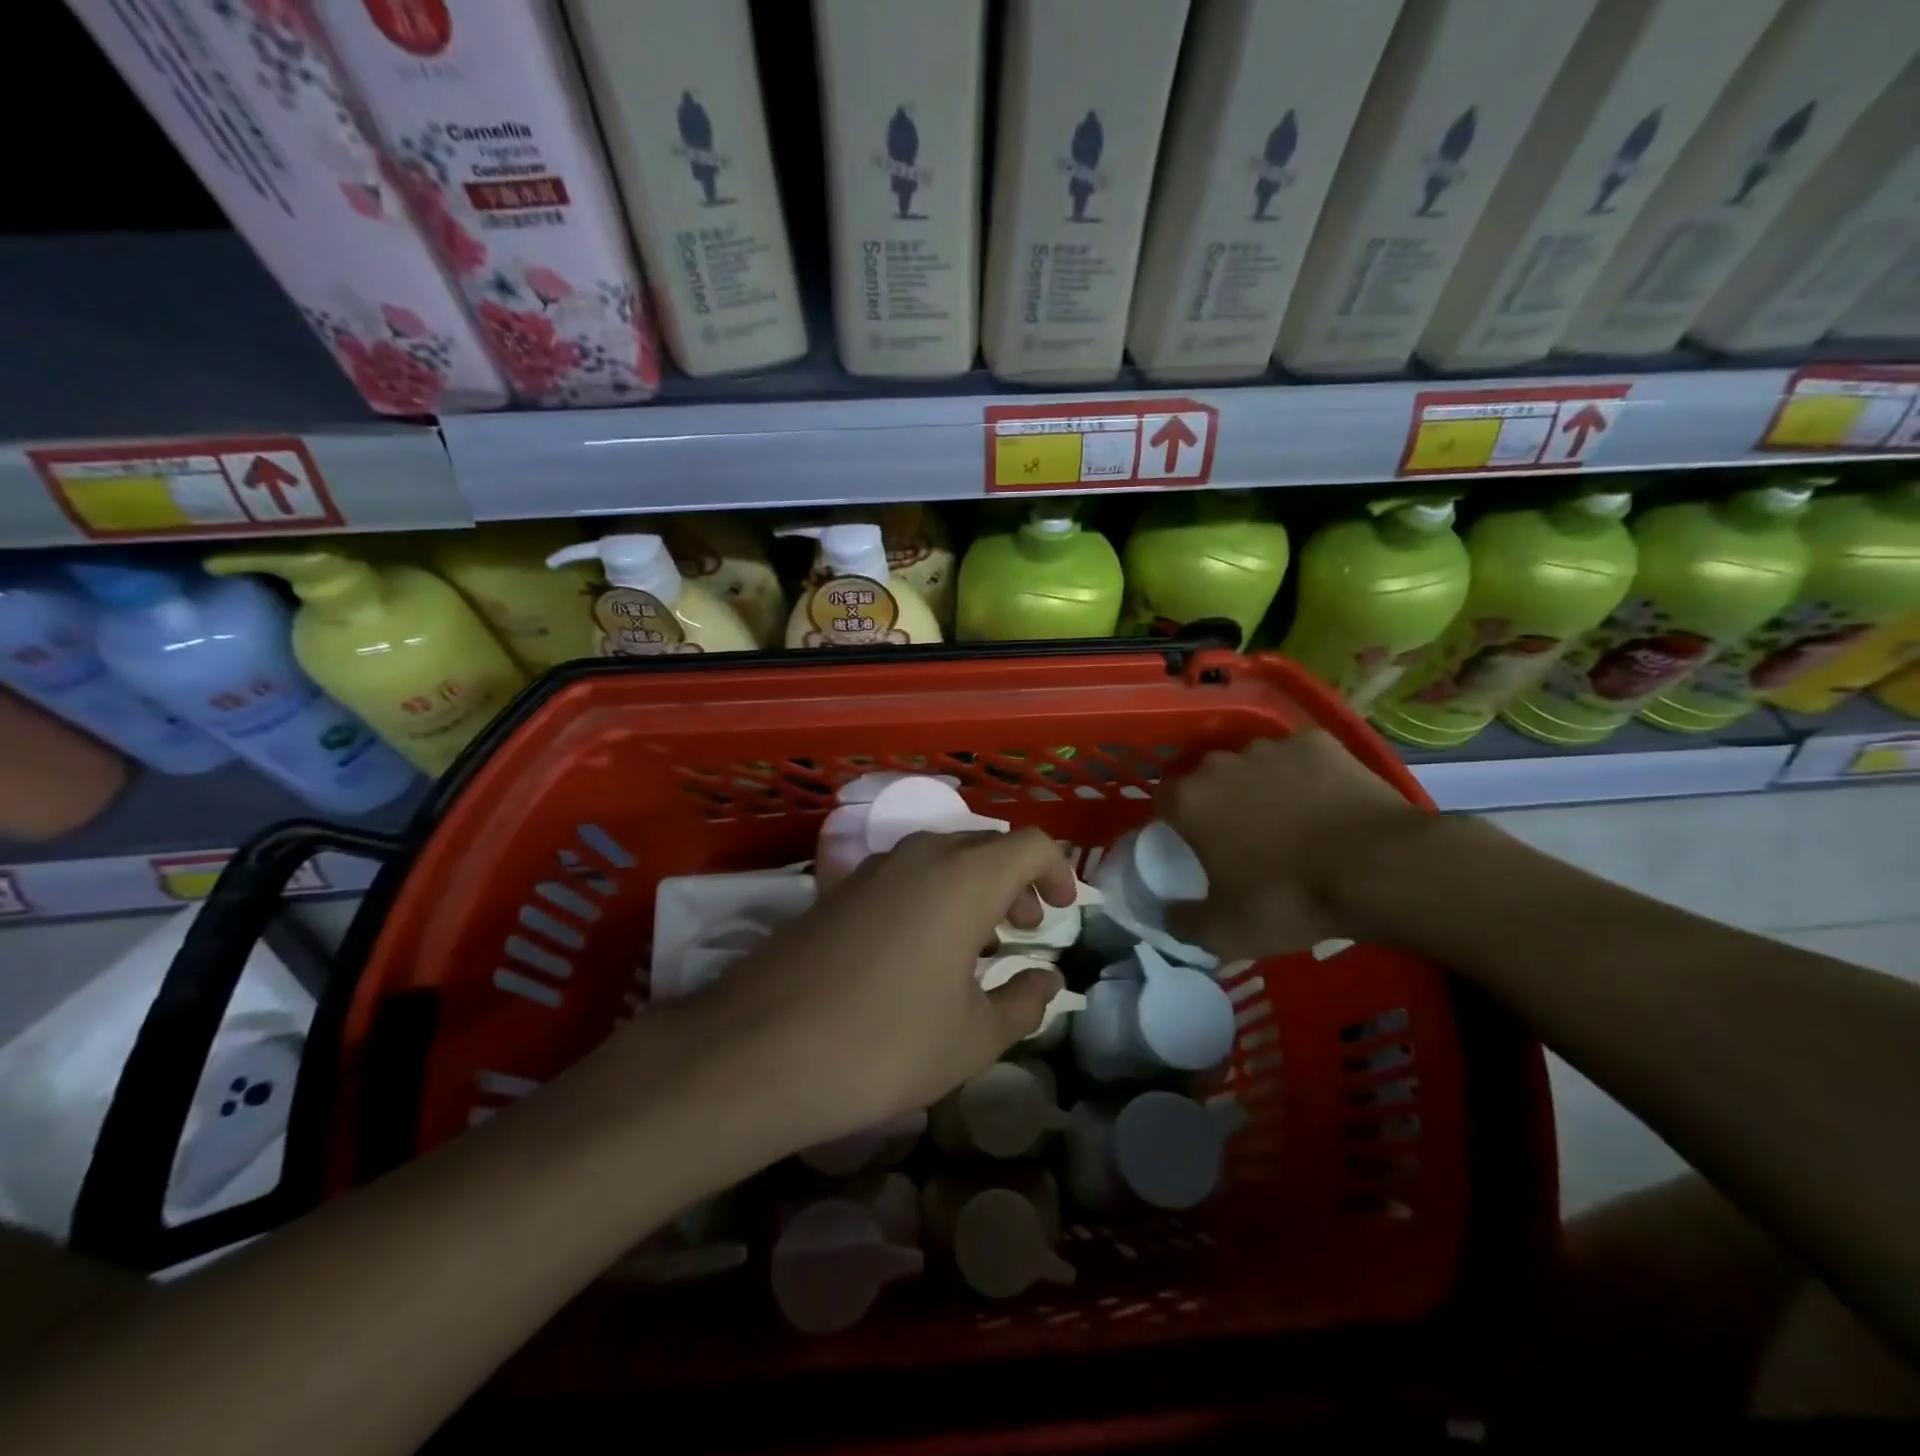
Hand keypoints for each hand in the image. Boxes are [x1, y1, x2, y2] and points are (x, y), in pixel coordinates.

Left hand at [665, 828, 1073, 1158]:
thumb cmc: (884, 1044)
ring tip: (977, 943)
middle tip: (1024, 930)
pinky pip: (903, 875)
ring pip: (941, 857)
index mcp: (964, 877)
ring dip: (972, 887)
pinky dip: (931, 896)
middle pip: (985, 845)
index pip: (1030, 844)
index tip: (1063, 912)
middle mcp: (919, 856)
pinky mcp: (836, 890)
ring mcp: (871, 869)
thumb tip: (1048, 978)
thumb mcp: (972, 1037)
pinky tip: (920, 951)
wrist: (758, 1051)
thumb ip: (1023, 1002)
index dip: (1058, 870)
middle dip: (1016, 880)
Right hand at [1156, 732, 1426, 959]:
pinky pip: (1298, 757)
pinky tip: (1323, 801)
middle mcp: (1220, 763)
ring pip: (1252, 765)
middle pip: (1207, 778)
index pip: (1163, 800)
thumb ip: (1183, 922)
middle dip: (1217, 801)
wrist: (1378, 868)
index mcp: (1189, 800)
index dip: (1175, 823)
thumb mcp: (1225, 932)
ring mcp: (1271, 747)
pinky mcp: (1317, 741)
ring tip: (1288, 820)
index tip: (1193, 846)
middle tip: (1242, 838)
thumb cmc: (1288, 899)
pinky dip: (1303, 775)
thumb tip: (1167, 914)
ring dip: (1258, 785)